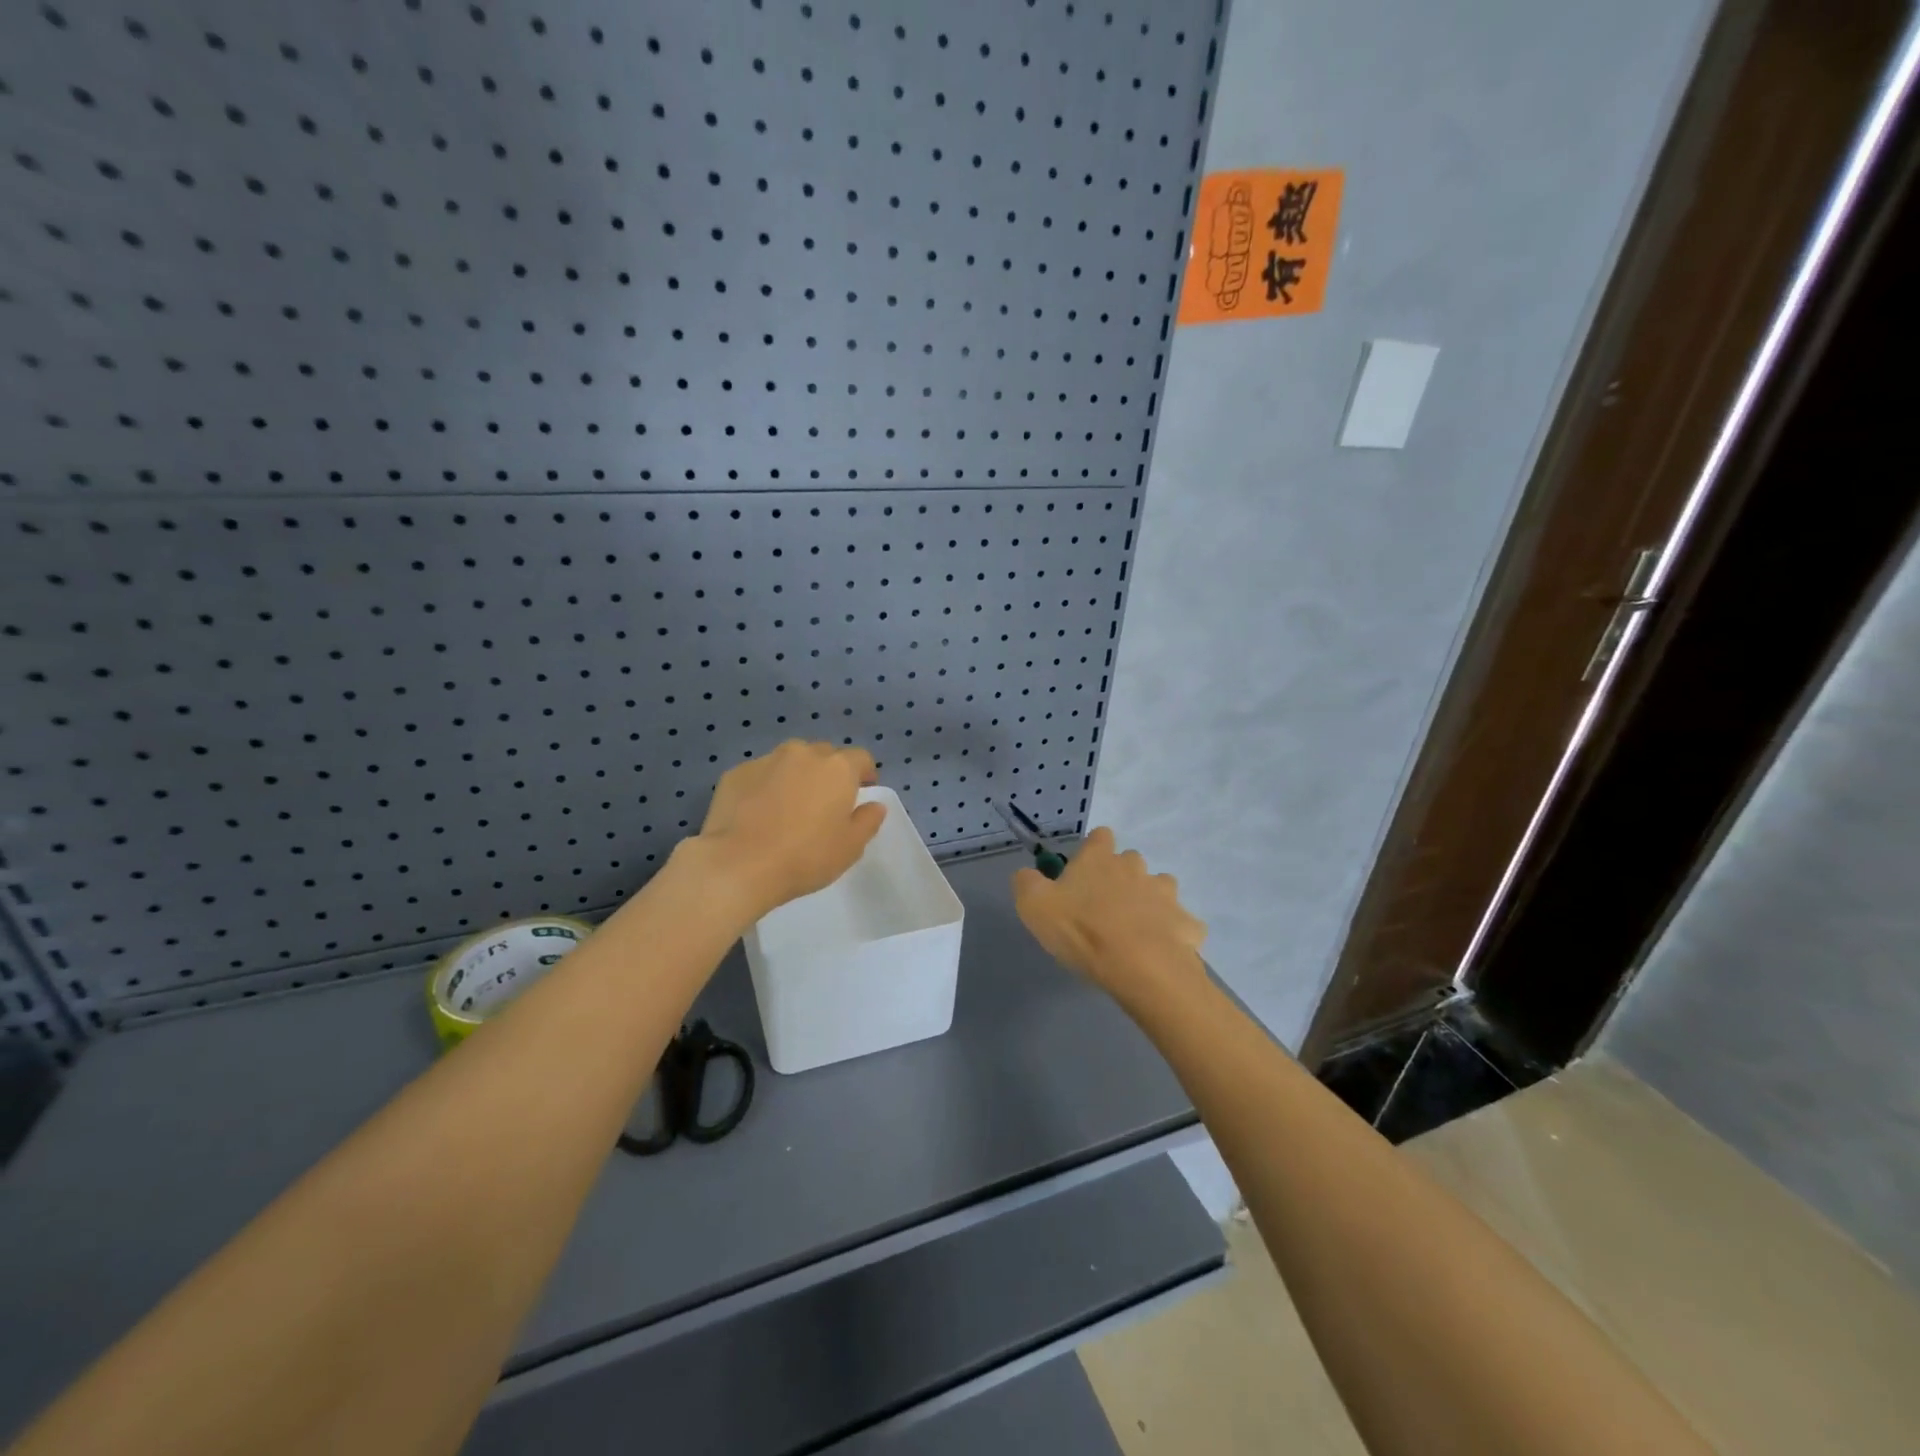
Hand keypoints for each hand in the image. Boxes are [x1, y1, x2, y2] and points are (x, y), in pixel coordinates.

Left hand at [692, 740, 885, 921]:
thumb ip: (868, 821)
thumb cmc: (805, 856)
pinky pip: (760, 774)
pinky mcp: (736, 773)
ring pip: (790, 761)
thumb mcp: (851, 847)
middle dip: (828, 773)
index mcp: (837, 768)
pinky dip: (765, 786)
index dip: (864, 774)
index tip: (860, 794)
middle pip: (824, 755)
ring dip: (795, 775)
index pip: (860, 758)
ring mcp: (766, 760)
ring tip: (788, 806)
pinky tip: (757, 814)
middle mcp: (803, 754)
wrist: (739, 865)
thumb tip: (874, 805)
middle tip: (823, 804)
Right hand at [1012, 827, 1206, 1001]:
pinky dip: (1173, 933)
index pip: (1100, 836)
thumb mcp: (1034, 906)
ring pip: (1160, 888)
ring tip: (1135, 930)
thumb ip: (1026, 882)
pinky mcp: (1187, 924)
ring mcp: (1166, 895)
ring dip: (1149, 902)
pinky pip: (1182, 923)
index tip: (1083, 872)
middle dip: (1121, 877)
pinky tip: (1162, 951)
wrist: (1141, 968)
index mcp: (1100, 858)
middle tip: (1104, 908)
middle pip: (1131, 861)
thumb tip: (1028, 873)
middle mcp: (1136, 867)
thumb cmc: (1082, 931)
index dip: (1092, 850)